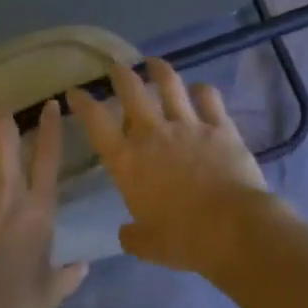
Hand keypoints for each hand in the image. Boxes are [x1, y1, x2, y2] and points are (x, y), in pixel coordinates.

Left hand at [0, 102, 88, 307]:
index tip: (51, 105)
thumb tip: (84, 266)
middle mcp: (7, 192)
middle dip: (2, 120)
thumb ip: (69, 275)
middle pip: (5, 142)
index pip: (48, 157)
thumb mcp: (51, 291)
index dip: (51, 128)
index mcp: (39, 209)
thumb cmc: (15, 301)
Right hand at [68, 60, 280, 276]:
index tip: (75, 92)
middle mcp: (153, 134)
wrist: (232, 228)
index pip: (96, 123)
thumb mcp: (147, 245)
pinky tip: (200, 89)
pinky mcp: (220, 127)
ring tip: (154, 63)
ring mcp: (188, 126)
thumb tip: (127, 233)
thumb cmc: (182, 239)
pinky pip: (209, 99)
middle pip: (131, 92)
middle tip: (116, 67)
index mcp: (127, 161)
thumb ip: (133, 235)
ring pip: (170, 85)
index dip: (83, 104)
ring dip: (159, 70)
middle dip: (120, 75)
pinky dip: (202, 91)